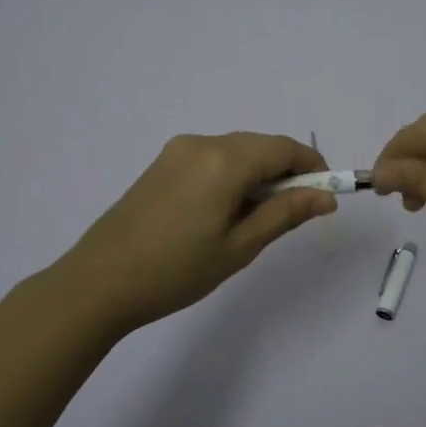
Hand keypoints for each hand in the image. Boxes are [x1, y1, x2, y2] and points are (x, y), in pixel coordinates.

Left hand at [55, 132, 334, 334]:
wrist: (99, 282)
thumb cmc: (176, 271)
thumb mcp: (239, 247)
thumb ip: (285, 214)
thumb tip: (326, 196)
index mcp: (224, 160)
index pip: (283, 148)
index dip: (311, 166)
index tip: (325, 194)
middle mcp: (202, 143)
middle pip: (260, 146)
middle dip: (285, 171)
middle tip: (294, 213)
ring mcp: (178, 151)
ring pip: (236, 151)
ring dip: (258, 174)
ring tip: (257, 218)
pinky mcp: (162, 163)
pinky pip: (212, 158)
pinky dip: (231, 175)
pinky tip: (225, 210)